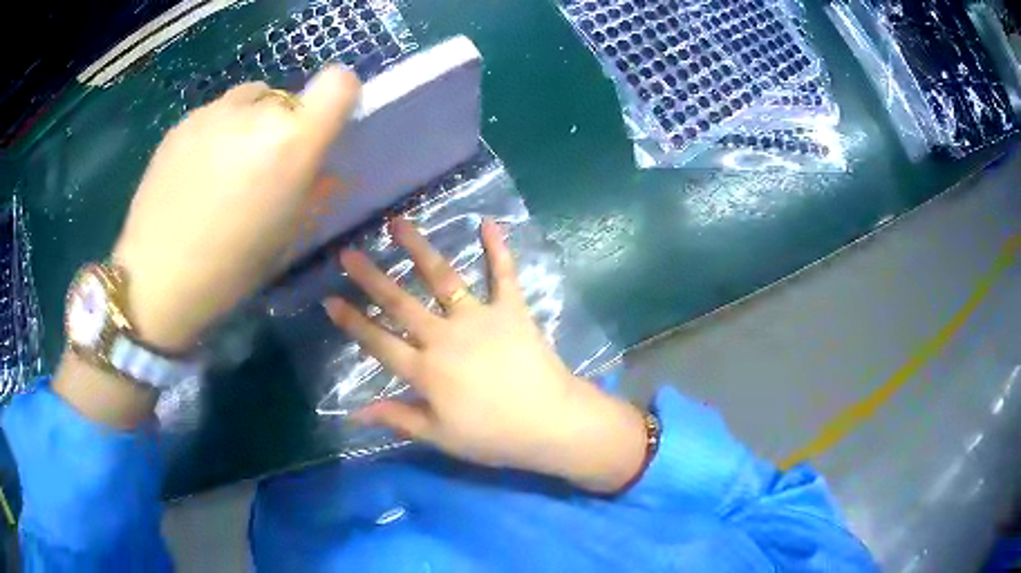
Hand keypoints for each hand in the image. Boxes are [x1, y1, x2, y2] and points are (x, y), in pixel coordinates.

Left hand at [113, 68, 359, 350]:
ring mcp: (214, 112)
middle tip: (263, 169)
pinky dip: (218, 133)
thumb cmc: (230, 269)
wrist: (156, 278)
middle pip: (288, 99)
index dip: (338, 98)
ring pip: (251, 100)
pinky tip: (196, 174)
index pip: (339, 83)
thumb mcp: (287, 235)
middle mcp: (256, 113)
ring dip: (250, 124)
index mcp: (291, 142)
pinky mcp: (183, 121)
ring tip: (226, 168)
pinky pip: (216, 114)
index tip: (323, 127)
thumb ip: (311, 187)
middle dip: (285, 126)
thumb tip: (319, 167)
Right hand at [323, 218, 647, 492]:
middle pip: (400, 302)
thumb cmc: (493, 436)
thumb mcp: (440, 436)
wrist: (550, 422)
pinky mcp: (511, 310)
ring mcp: (479, 318)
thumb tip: (354, 412)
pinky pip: (503, 274)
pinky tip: (489, 222)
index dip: (352, 321)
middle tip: (348, 253)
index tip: (330, 299)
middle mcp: (444, 336)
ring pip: (442, 277)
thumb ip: (397, 418)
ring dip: (418, 249)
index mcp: (425, 371)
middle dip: (370, 277)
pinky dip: (498, 248)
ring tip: (398, 223)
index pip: (378, 342)